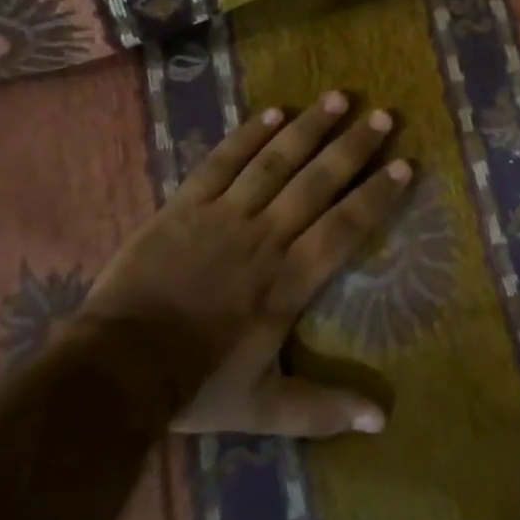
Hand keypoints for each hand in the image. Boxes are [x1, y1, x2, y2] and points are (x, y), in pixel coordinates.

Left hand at [72, 92, 409, 437]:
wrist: (114, 370)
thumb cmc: (195, 385)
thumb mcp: (264, 408)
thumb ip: (323, 410)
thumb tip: (382, 422)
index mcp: (288, 281)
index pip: (344, 227)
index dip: (376, 195)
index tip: (405, 164)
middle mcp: (264, 237)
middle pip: (317, 183)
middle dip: (353, 148)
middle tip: (383, 116)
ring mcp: (223, 216)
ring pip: (275, 162)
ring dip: (310, 128)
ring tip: (339, 98)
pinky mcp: (186, 206)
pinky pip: (223, 162)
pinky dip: (249, 135)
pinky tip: (274, 113)